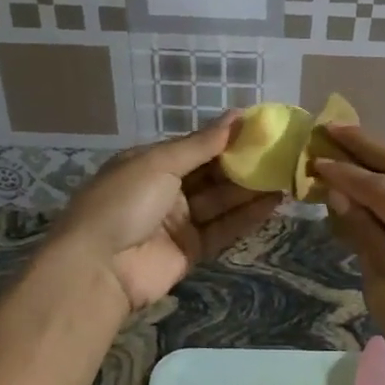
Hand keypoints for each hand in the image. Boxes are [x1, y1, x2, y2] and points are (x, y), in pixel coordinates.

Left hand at [46, 112, 281, 311]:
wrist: (98, 268)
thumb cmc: (124, 202)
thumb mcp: (159, 163)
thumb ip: (202, 144)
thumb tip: (237, 116)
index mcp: (151, 163)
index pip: (196, 146)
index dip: (227, 138)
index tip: (262, 128)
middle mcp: (166, 190)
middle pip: (212, 174)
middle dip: (244, 164)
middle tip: (281, 152)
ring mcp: (179, 222)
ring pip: (222, 201)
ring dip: (251, 189)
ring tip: (286, 175)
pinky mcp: (192, 251)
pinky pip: (224, 229)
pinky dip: (247, 217)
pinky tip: (273, 202)